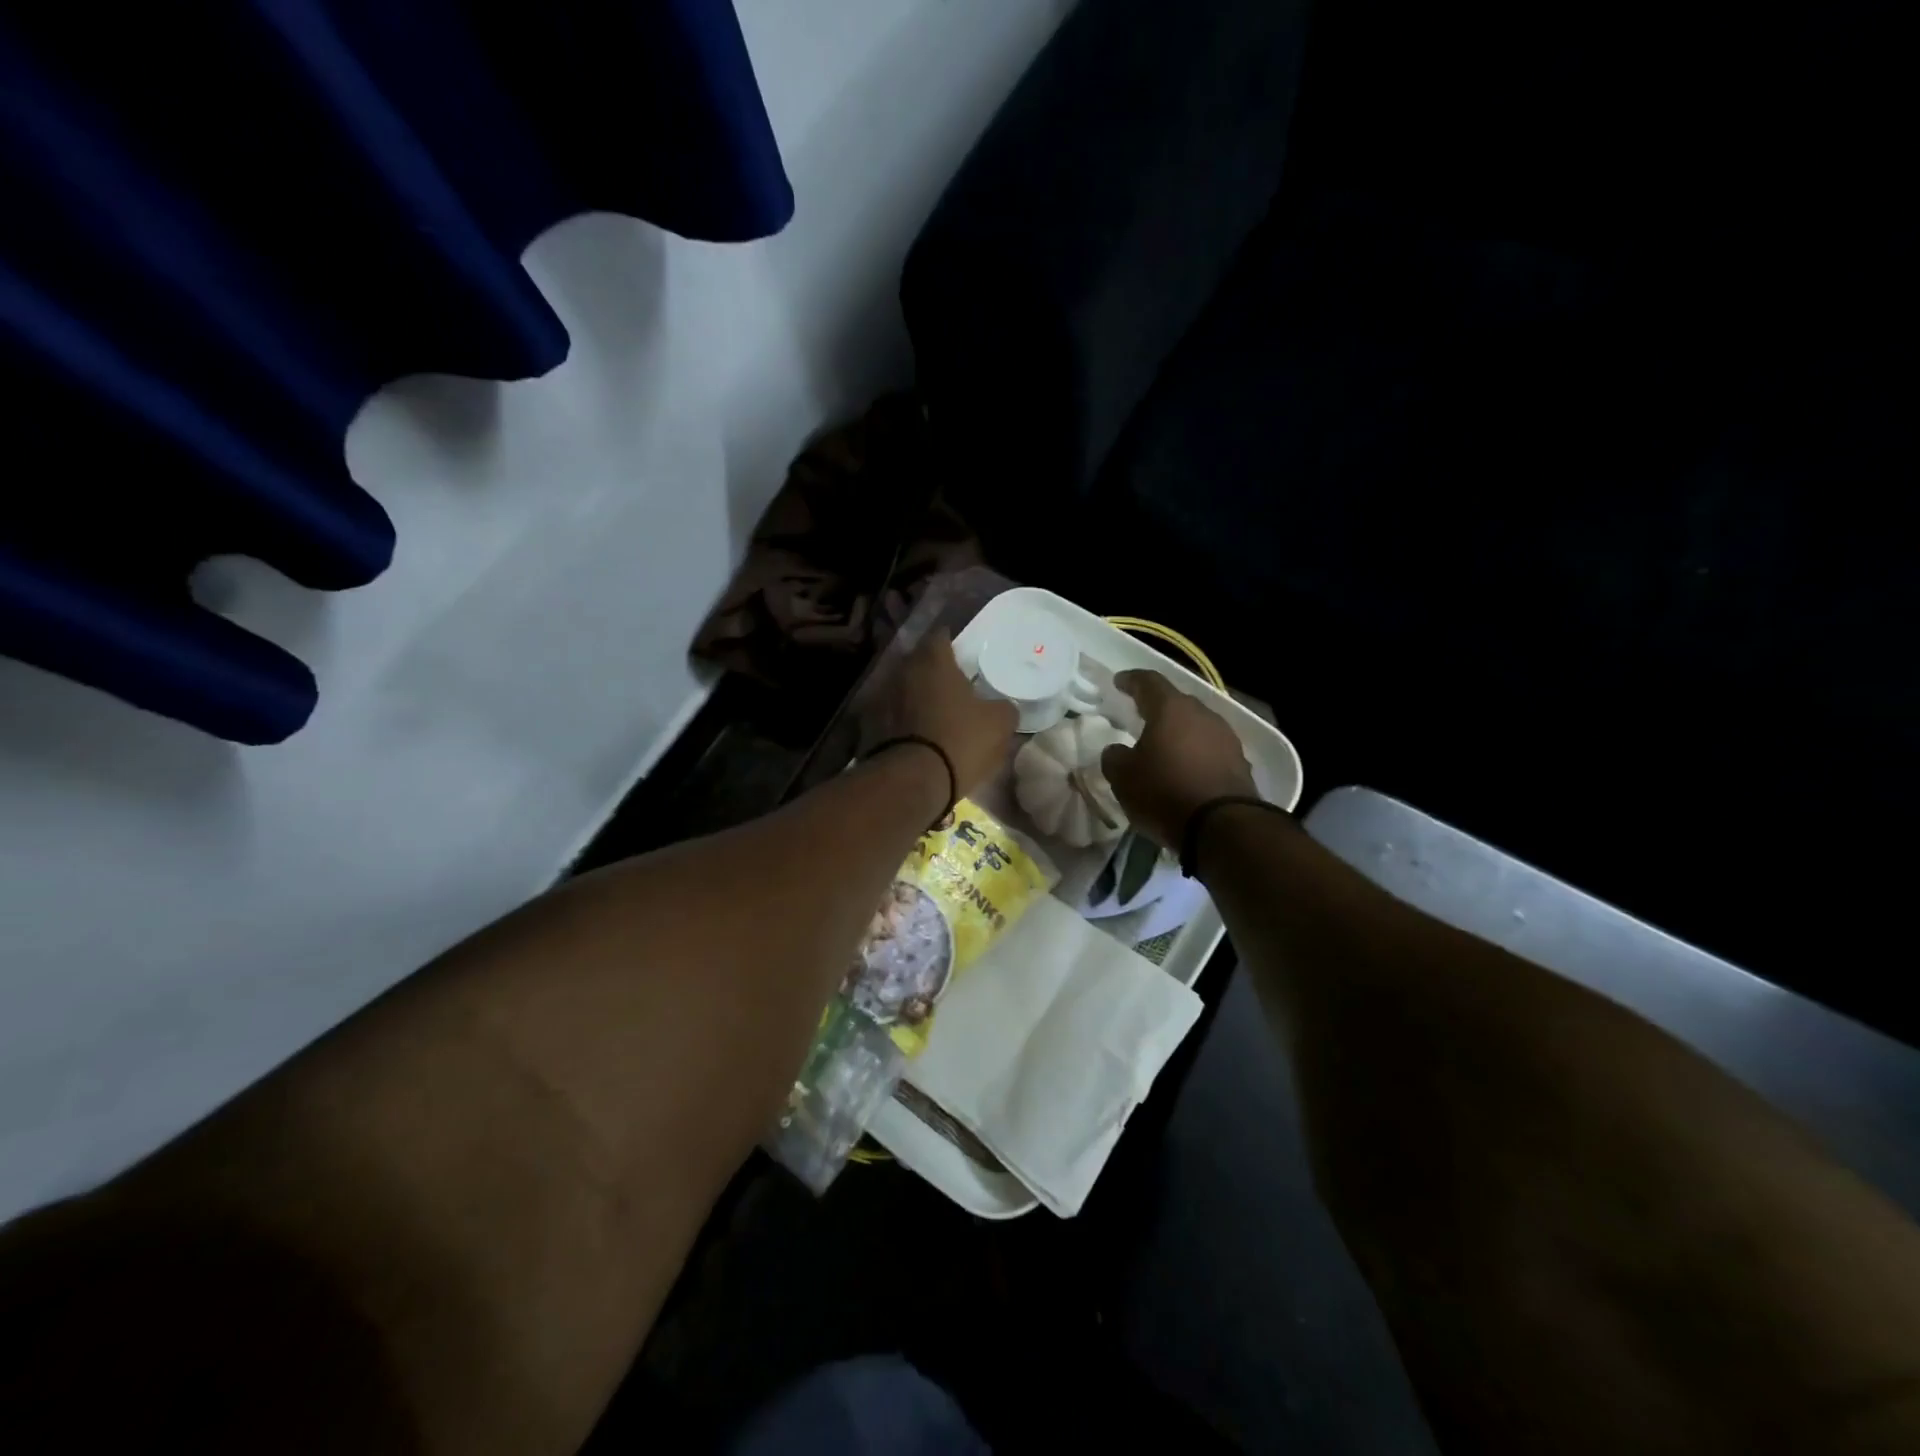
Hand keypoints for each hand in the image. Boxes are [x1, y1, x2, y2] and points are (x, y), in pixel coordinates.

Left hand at [865, 629, 1017, 796]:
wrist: (909, 782)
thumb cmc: (959, 741)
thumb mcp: (999, 725)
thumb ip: (1004, 708)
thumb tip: (1002, 707)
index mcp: (932, 661)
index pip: (941, 636)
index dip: (953, 644)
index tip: (964, 656)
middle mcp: (901, 670)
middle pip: (918, 662)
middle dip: (933, 671)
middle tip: (952, 687)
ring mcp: (879, 697)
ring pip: (902, 689)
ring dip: (915, 697)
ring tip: (933, 714)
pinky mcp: (866, 726)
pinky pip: (889, 715)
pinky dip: (901, 721)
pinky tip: (915, 736)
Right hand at [1101, 670, 1258, 848]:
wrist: (1222, 826)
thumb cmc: (1164, 792)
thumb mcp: (1122, 777)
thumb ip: (1114, 757)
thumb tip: (1117, 750)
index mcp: (1171, 709)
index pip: (1148, 682)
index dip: (1131, 680)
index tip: (1119, 682)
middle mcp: (1202, 715)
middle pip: (1177, 703)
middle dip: (1158, 708)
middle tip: (1141, 716)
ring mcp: (1226, 738)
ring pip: (1197, 726)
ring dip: (1180, 733)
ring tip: (1165, 747)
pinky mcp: (1241, 763)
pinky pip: (1211, 750)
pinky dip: (1196, 755)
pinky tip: (1186, 770)